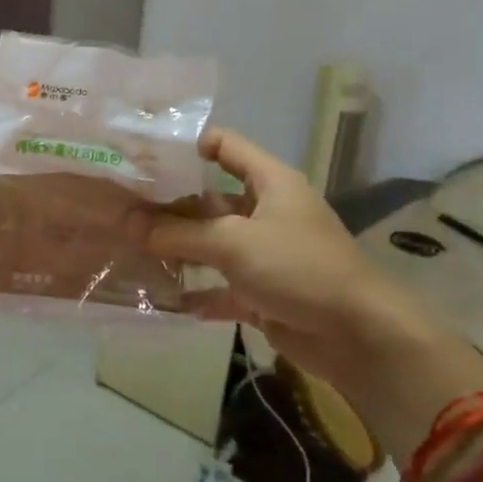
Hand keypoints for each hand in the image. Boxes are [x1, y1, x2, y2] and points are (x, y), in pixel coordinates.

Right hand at [135, 129, 435, 407]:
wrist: (359, 336)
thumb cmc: (298, 268)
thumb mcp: (232, 243)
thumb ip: (177, 233)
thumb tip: (126, 223)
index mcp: (269, 182)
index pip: (225, 145)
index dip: (187, 145)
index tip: (144, 157)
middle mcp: (266, 211)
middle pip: (210, 198)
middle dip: (169, 205)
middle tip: (122, 209)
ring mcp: (265, 253)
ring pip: (212, 243)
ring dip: (178, 249)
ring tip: (131, 249)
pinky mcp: (263, 292)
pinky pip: (221, 286)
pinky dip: (197, 291)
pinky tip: (163, 296)